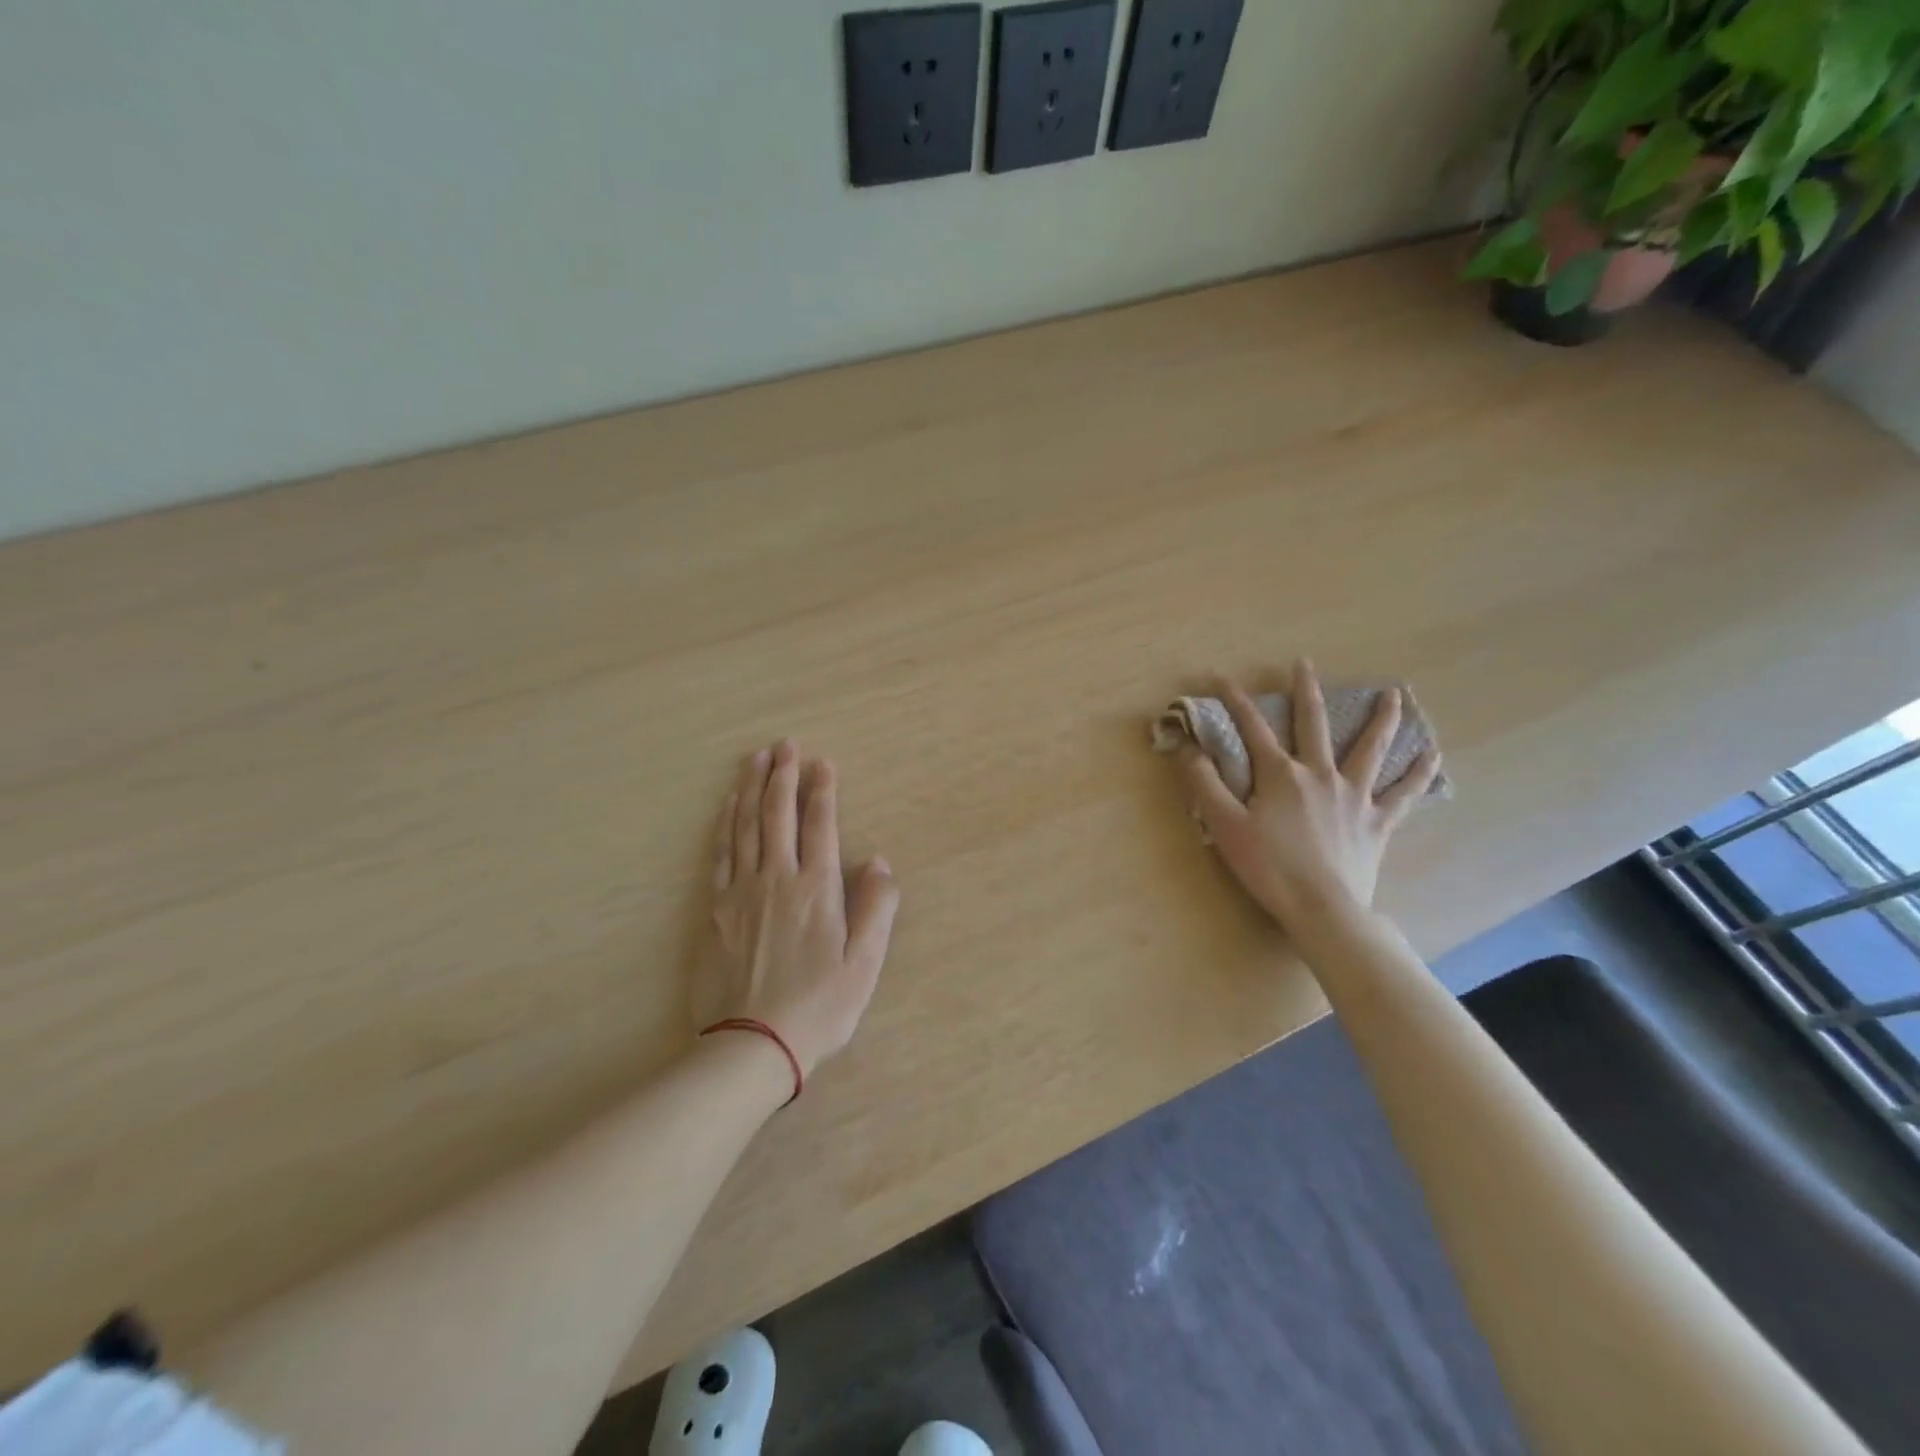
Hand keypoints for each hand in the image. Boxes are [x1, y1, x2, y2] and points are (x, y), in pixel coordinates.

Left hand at [698, 740, 899, 1076]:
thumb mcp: (864, 963)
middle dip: (783, 776)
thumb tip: (878, 861)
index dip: (822, 790)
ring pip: (746, 827)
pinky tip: (728, 808)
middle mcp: (777, 879)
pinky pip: (721, 854)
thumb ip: (876, 908)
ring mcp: (741, 892)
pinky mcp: (715, 910)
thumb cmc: (819, 1006)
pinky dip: (726, 825)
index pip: (820, 825)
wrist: (753, 1043)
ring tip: (755, 760)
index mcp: (816, 889)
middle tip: (784, 744)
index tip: (822, 762)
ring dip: (751, 789)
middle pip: (778, 815)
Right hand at [1180, 660, 1440, 928]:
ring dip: (1381, 719)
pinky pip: (1404, 792)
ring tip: (1395, 694)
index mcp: (1280, 774)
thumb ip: (1204, 783)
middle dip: (1305, 691)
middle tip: (1304, 664)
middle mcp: (1320, 774)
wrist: (1322, 908)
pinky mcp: (1377, 821)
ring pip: (1371, 748)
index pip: (1252, 728)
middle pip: (1313, 724)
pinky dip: (1419, 772)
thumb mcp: (1224, 825)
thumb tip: (1187, 747)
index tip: (1220, 677)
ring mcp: (1354, 796)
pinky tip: (1433, 754)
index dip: (1234, 701)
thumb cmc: (1268, 867)